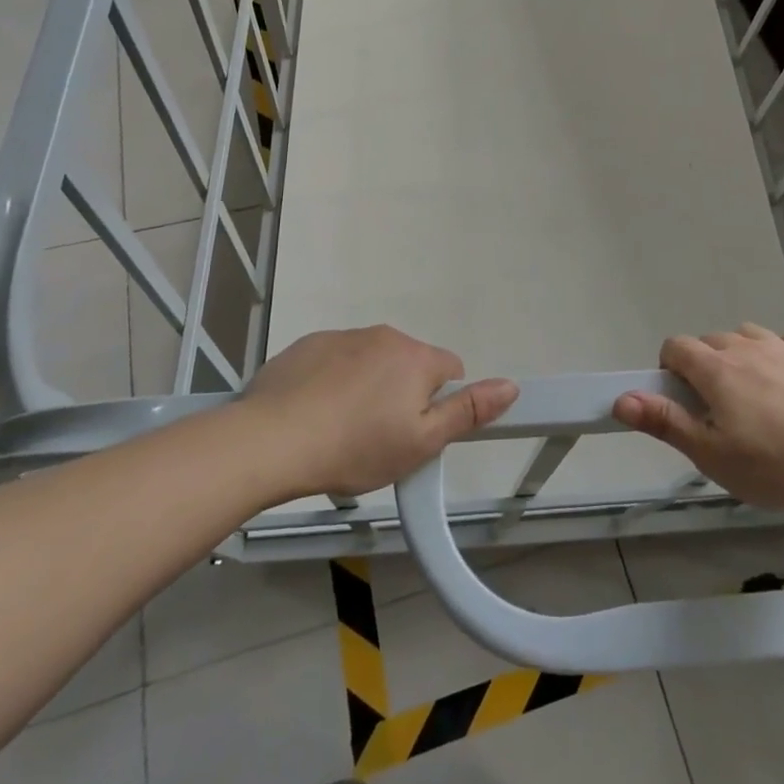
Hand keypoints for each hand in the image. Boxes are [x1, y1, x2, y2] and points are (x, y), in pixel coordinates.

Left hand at [244, 326, 517, 498]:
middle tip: (378, 436)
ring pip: (371, 361)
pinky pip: (334, 360)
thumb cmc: (356, 447)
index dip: (438, 403)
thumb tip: (511, 385)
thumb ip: (468, 411)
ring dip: (367, 385)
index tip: (414, 432)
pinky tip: (314, 413)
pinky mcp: (308, 344)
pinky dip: (333, 380)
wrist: (272, 440)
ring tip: (341, 429)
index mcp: (417, 357)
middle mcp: (385, 336)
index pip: (450, 369)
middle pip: (409, 363)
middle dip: (402, 393)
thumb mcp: (421, 442)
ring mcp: (343, 336)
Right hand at [613, 323, 783, 512]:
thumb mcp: (710, 455)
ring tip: (752, 395)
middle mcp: (746, 347)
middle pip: (711, 341)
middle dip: (704, 366)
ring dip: (740, 355)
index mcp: (715, 369)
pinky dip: (781, 352)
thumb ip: (665, 422)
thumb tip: (621, 399)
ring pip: (748, 336)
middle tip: (717, 410)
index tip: (682, 400)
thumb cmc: (772, 465)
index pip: (676, 346)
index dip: (670, 368)